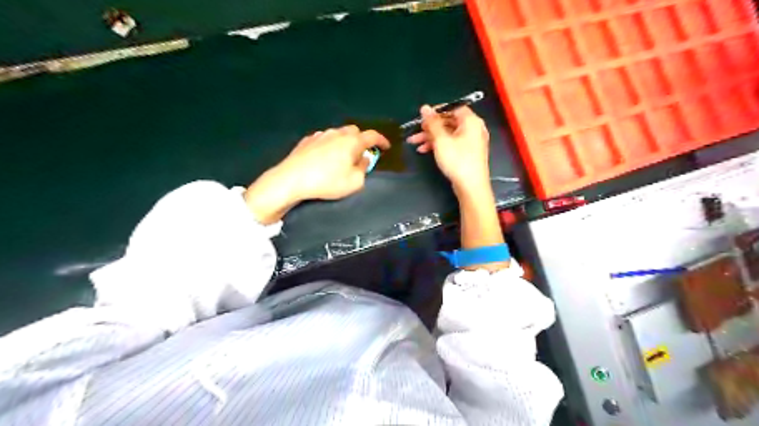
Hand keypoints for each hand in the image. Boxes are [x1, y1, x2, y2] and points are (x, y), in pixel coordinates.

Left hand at [245, 125, 387, 224]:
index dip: (382, 141)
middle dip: (362, 140)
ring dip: (345, 142)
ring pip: (338, 134)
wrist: (292, 179)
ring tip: (343, 157)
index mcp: (352, 142)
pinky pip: (324, 139)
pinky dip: (330, 145)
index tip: (386, 147)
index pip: (372, 136)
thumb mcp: (354, 182)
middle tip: (362, 154)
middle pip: (354, 131)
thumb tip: (364, 160)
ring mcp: (320, 135)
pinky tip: (325, 157)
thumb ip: (363, 169)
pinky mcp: (307, 141)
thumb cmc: (327, 181)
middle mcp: (337, 133)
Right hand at [407, 105, 488, 193]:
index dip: (437, 111)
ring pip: (448, 133)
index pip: (453, 107)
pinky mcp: (467, 153)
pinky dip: (439, 145)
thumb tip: (425, 108)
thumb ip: (432, 123)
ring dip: (431, 137)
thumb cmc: (457, 160)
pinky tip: (424, 150)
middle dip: (430, 127)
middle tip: (416, 132)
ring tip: (415, 143)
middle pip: (449, 121)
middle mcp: (473, 128)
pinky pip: (452, 143)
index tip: (423, 117)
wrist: (471, 186)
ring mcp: (471, 141)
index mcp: (471, 121)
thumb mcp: (441, 140)